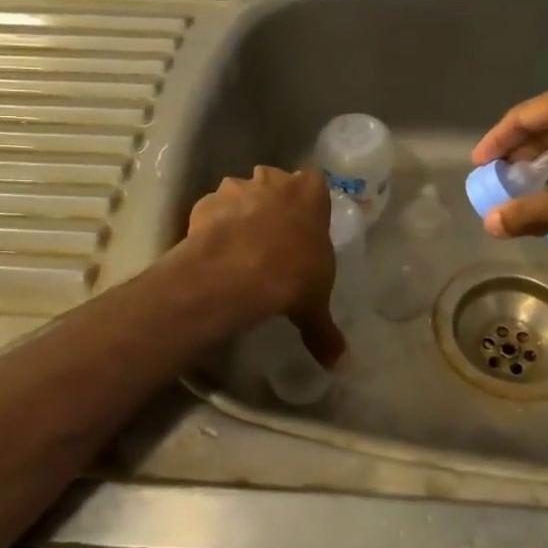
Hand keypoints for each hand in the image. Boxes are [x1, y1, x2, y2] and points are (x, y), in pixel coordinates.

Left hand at [183, 166, 345, 366]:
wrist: (238, 272)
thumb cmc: (293, 275)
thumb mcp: (315, 305)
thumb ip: (326, 331)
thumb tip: (342, 366)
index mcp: (310, 192)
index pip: (314, 184)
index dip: (307, 203)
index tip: (303, 226)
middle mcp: (274, 181)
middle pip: (274, 183)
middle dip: (272, 203)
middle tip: (271, 237)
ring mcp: (237, 188)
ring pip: (239, 194)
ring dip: (239, 213)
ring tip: (238, 248)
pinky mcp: (205, 203)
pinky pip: (211, 212)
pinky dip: (211, 227)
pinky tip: (214, 252)